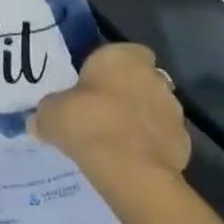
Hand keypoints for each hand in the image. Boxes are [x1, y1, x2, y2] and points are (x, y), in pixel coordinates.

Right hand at [31, 42, 190, 193]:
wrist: (131, 171)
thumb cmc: (88, 124)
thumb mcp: (51, 114)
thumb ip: (47, 112)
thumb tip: (39, 120)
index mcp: (122, 56)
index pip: (120, 52)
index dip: (106, 67)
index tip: (90, 85)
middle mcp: (153, 75)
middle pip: (138, 79)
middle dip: (124, 92)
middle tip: (99, 112)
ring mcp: (173, 109)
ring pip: (152, 107)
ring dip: (139, 118)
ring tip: (114, 140)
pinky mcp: (184, 142)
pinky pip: (161, 137)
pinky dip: (149, 145)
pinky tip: (130, 160)